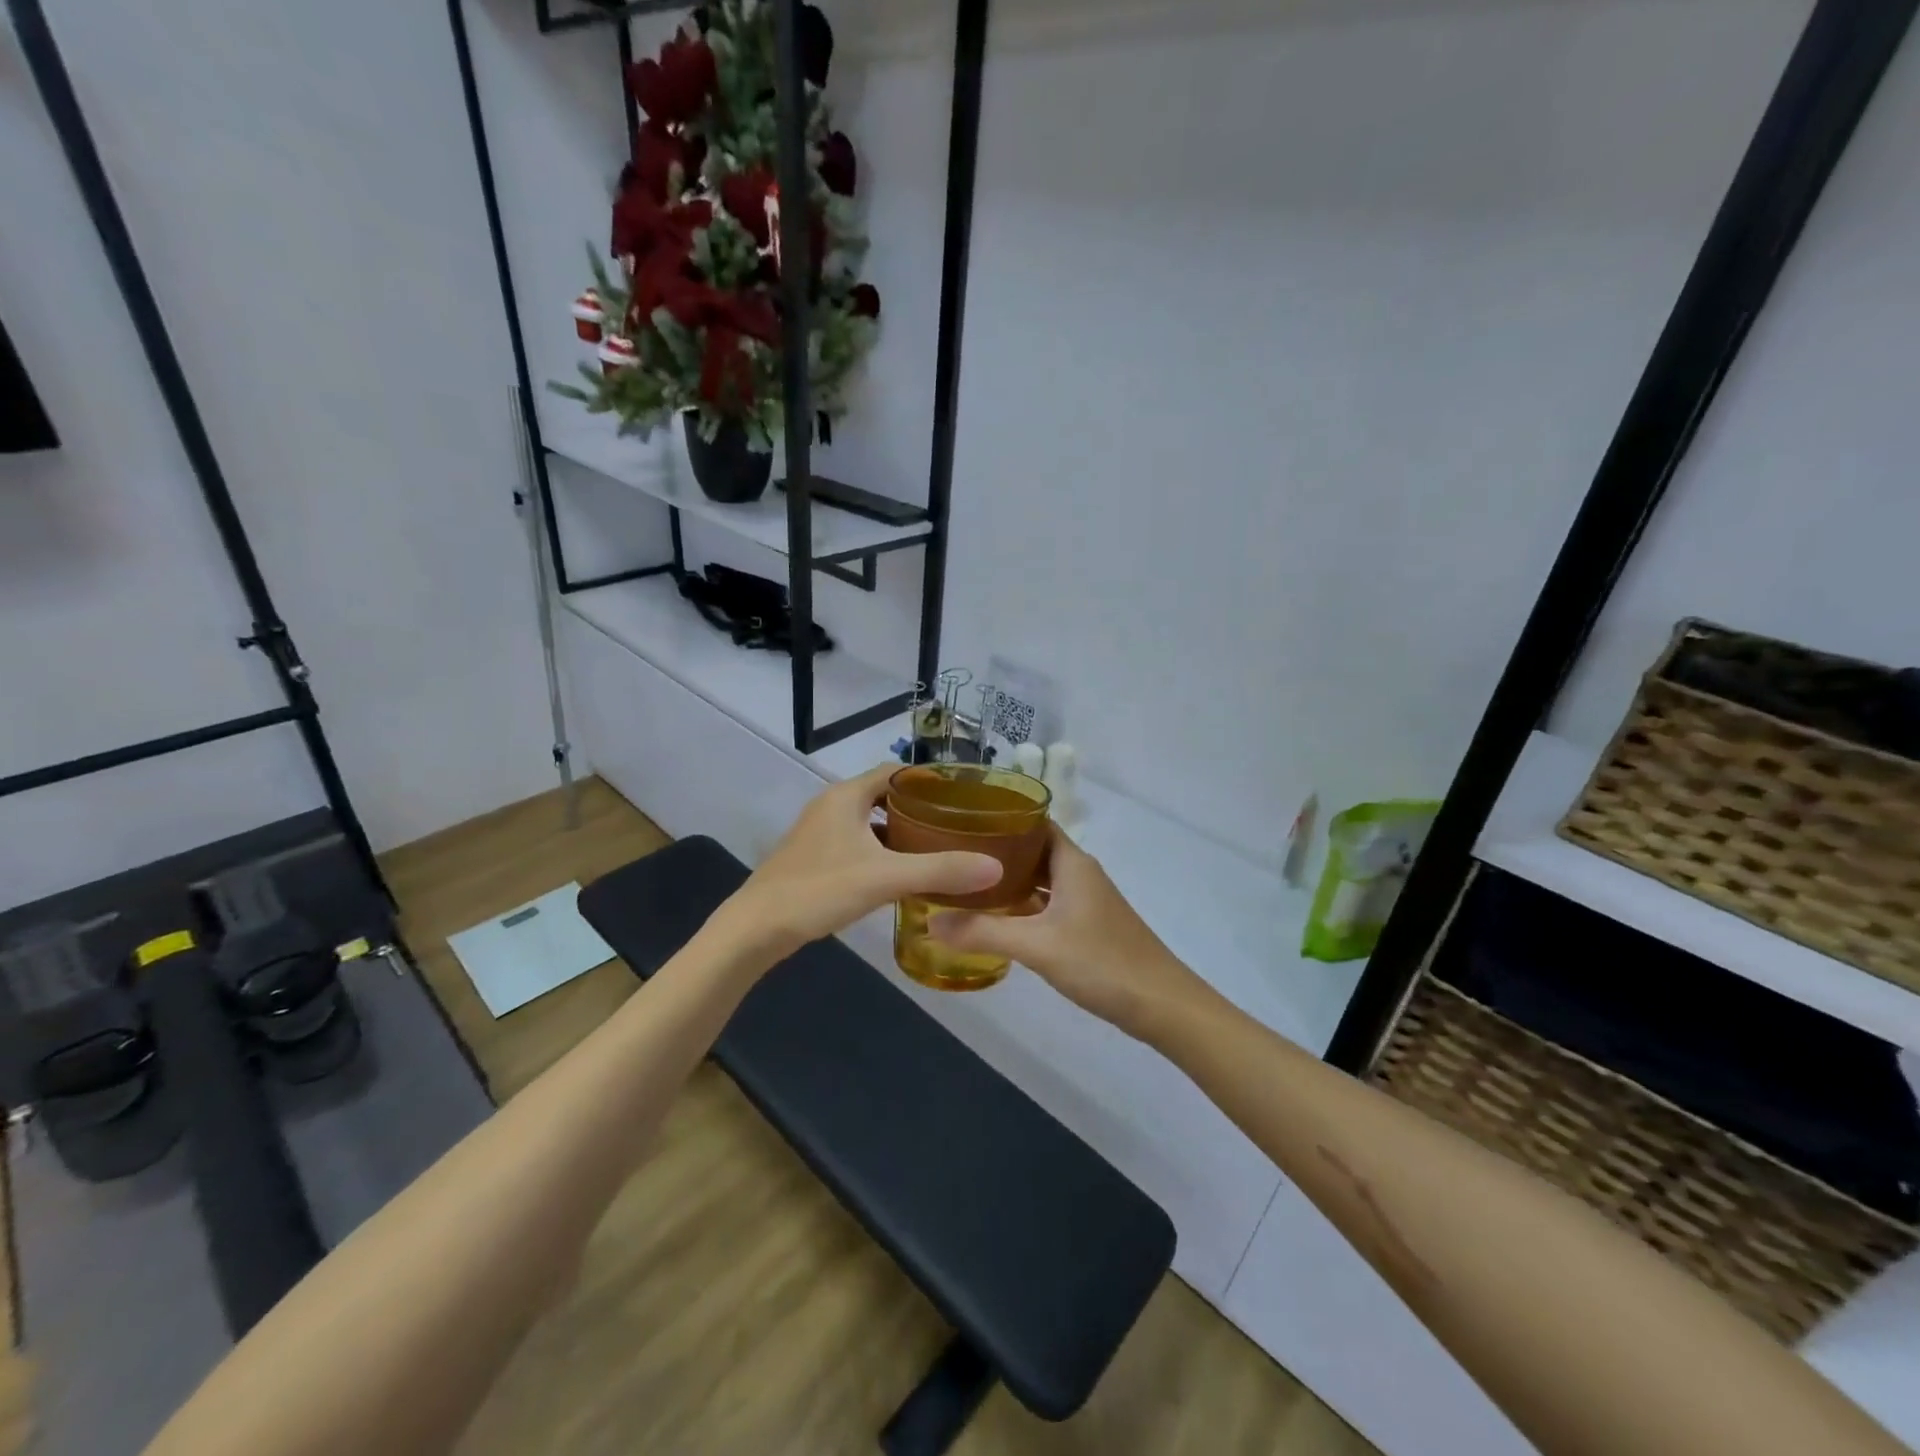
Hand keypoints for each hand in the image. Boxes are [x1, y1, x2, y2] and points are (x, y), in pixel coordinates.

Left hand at [723, 765, 1002, 953]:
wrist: (756, 928)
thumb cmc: (819, 889)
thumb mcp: (884, 878)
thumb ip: (939, 870)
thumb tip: (994, 867)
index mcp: (846, 796)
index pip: (896, 772)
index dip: (929, 780)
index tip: (964, 796)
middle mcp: (832, 805)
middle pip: (885, 796)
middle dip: (920, 808)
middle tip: (958, 825)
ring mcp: (821, 832)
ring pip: (871, 822)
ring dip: (901, 832)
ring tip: (939, 847)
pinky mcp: (815, 857)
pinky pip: (858, 843)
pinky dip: (882, 852)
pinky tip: (902, 874)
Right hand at [927, 825, 1213, 1039]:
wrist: (1163, 1005)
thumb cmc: (1102, 962)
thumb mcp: (1037, 946)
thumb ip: (983, 932)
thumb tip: (930, 923)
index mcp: (1072, 862)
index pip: (1033, 821)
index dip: (1001, 816)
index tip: (961, 819)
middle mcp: (1080, 873)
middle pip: (1033, 849)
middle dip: (996, 850)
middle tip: (952, 853)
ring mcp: (1086, 900)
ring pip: (1040, 879)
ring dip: (1009, 880)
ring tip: (965, 883)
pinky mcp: (1088, 925)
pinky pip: (1048, 903)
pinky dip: (1023, 905)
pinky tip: (997, 919)